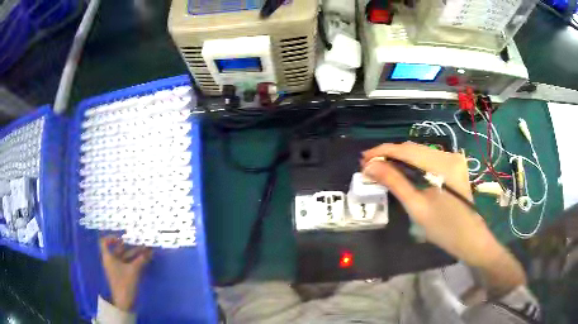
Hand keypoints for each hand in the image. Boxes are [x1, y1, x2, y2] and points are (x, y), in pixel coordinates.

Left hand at [100, 236, 151, 310]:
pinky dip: (136, 260)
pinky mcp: (123, 274)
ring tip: (148, 250)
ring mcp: (117, 268)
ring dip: (136, 253)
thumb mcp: (133, 270)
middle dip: (131, 245)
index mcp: (108, 257)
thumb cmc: (125, 283)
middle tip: (142, 242)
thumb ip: (141, 259)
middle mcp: (111, 260)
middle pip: (119, 249)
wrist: (125, 302)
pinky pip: (129, 263)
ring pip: (126, 256)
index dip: (112, 237)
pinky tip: (145, 259)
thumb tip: (150, 250)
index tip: (123, 238)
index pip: (104, 242)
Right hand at [361, 142, 499, 266]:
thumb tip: (369, 167)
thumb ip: (394, 182)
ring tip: (381, 169)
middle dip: (389, 155)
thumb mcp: (416, 207)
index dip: (382, 152)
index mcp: (442, 165)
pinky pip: (427, 158)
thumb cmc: (443, 229)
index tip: (363, 159)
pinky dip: (411, 163)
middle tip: (369, 166)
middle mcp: (448, 155)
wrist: (470, 238)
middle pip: (412, 148)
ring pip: (419, 152)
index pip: (406, 150)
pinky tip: (401, 171)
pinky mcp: (453, 164)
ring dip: (399, 158)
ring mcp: (452, 158)